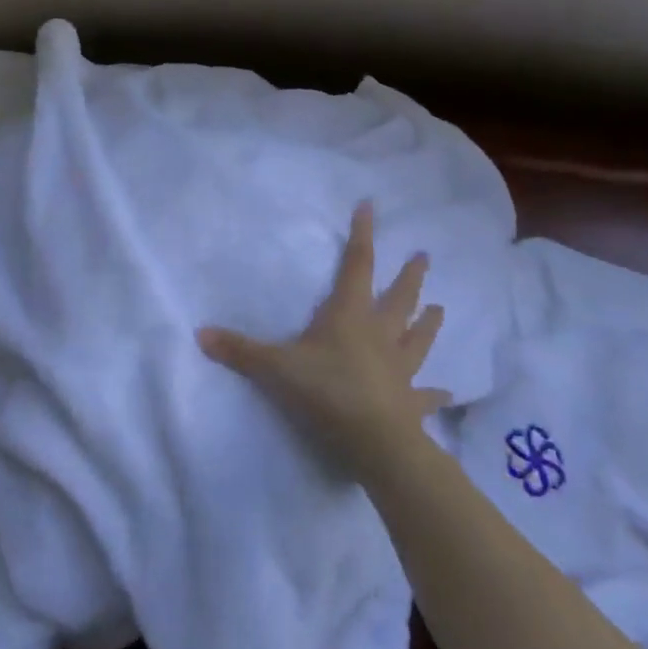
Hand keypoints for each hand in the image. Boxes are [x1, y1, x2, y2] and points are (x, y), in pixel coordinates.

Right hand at [198, 203, 450, 480]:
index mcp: (350, 315)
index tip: (371, 206)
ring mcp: (401, 368)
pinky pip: (426, 395)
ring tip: (440, 308)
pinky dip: (436, 392)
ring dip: (429, 323)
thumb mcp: (275, 368)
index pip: (357, 264)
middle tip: (424, 255)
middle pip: (399, 298)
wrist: (375, 442)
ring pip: (418, 338)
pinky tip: (448, 391)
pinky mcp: (412, 403)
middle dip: (410, 276)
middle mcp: (380, 334)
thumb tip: (199, 333)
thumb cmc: (326, 391)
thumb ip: (240, 350)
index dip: (362, 234)